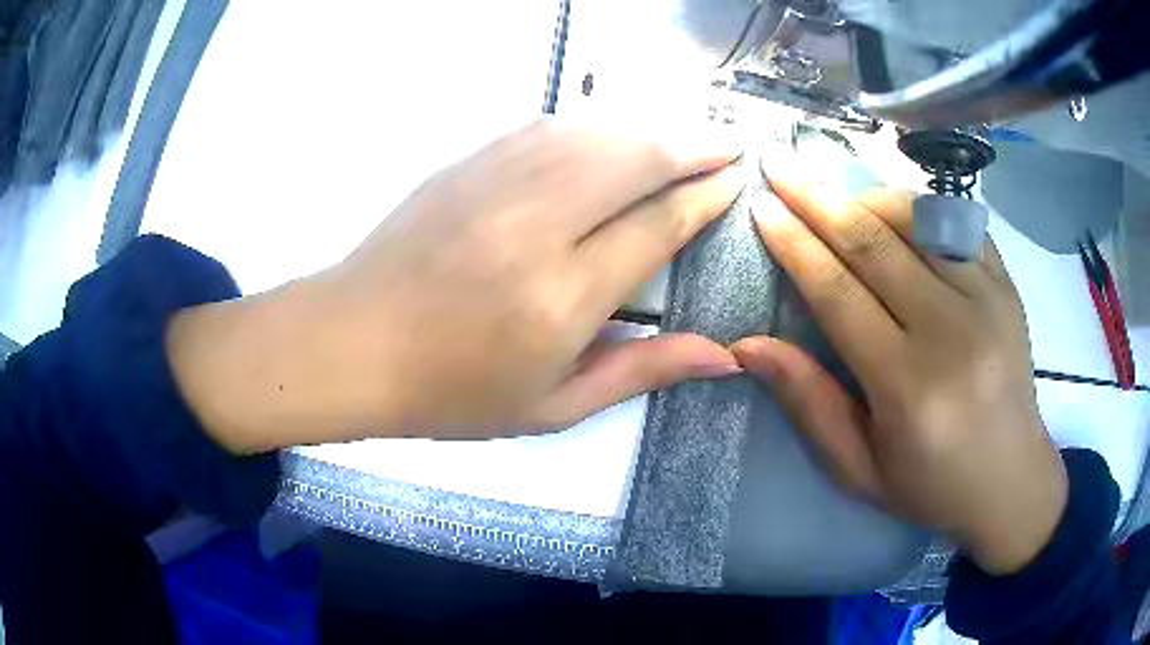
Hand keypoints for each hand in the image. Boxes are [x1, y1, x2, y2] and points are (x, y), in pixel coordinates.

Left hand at [167, 120, 743, 451]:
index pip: (658, 224)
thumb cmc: (452, 393)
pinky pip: (547, 127)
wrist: (353, 343)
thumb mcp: (553, 406)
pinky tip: (613, 131)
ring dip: (650, 127)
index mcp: (563, 296)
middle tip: (729, 145)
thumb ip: (642, 373)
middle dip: (694, 145)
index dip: (706, 197)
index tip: (735, 182)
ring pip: (595, 132)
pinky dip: (594, 124)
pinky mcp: (467, 163)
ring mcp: (496, 183)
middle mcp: (537, 225)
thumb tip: (723, 357)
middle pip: (636, 158)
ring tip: (685, 135)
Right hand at [732, 173, 1067, 574]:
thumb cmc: (930, 485)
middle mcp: (951, 332)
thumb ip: (809, 402)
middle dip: (817, 198)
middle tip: (780, 165)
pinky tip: (894, 209)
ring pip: (918, 220)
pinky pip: (958, 224)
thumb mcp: (859, 468)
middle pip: (874, 243)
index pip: (838, 293)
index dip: (794, 244)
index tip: (762, 206)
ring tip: (832, 189)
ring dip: (866, 195)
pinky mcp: (1008, 287)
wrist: (1011, 481)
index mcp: (908, 387)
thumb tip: (748, 345)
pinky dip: (919, 207)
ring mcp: (987, 301)